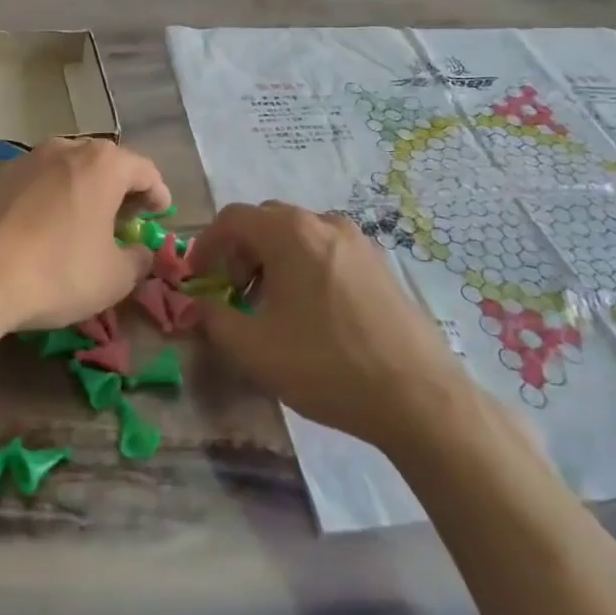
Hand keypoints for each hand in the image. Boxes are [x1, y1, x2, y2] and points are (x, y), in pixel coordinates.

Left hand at [0, 139, 169, 343]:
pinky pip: (32, 184)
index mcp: (102, 164)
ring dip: (80, 191)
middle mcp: (64, 149)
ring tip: (82, 222)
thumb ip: (138, 260)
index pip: (144, 170)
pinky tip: (40, 229)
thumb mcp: (114, 278)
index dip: (158, 193)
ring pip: (65, 170)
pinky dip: (45, 200)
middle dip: (119, 189)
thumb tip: (140, 251)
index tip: (161, 213)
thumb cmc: (57, 272)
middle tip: (125, 219)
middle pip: (104, 163)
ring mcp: (23, 160)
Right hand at [186, 201, 471, 447]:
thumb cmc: (326, 365)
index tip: (197, 279)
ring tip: (271, 307)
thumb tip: (197, 305)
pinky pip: (326, 250)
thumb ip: (213, 319)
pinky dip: (304, 267)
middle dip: (240, 252)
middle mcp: (324, 222)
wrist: (418, 396)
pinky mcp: (380, 264)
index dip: (206, 245)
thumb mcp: (253, 349)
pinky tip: (311, 313)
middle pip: (265, 221)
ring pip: (298, 235)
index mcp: (290, 232)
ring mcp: (358, 241)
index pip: (232, 218)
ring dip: (272, 260)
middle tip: (233, 294)